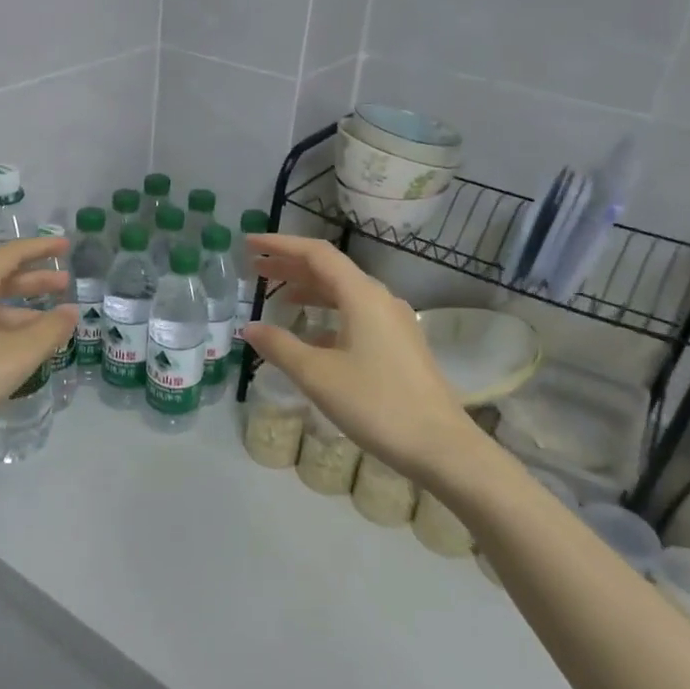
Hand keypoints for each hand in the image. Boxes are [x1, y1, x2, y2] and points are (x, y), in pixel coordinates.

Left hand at [0, 236, 74, 475]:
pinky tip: (22, 351)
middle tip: (66, 284)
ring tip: (53, 324)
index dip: (39, 248)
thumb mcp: (16, 356)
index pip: (8, 256)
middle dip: (34, 280)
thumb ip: (49, 331)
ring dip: (23, 310)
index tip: (66, 246)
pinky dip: (7, 330)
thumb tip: (71, 312)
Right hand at [242, 236, 476, 479]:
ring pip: (344, 294)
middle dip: (290, 266)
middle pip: (330, 270)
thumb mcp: (318, 375)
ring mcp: (393, 322)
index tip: (250, 242)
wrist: (440, 445)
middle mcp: (380, 299)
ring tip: (277, 296)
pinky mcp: (399, 344)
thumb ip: (280, 347)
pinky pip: (356, 315)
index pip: (316, 254)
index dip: (280, 244)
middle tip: (255, 268)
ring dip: (309, 290)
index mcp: (362, 296)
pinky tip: (311, 335)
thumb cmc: (375, 404)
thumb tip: (251, 328)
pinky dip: (328, 315)